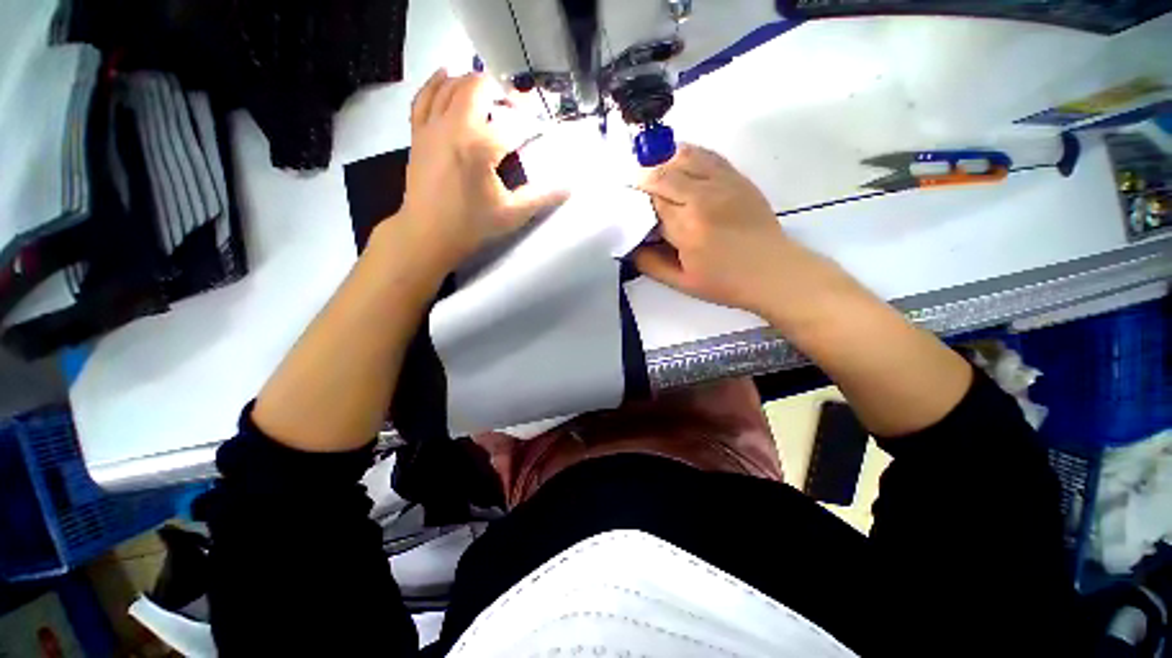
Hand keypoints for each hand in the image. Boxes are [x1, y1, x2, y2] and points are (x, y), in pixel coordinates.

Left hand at [400, 69, 565, 268]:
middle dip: (501, 92)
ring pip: (451, 85)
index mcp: (481, 146)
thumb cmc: (472, 226)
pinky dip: (437, 82)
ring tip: (490, 96)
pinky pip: (424, 95)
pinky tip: (447, 76)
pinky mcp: (418, 133)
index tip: (541, 129)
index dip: (531, 122)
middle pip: (479, 87)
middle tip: (515, 110)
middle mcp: (455, 126)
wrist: (428, 235)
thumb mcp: (512, 214)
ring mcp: (432, 126)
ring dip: (473, 83)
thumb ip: (542, 197)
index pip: (513, 121)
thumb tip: (569, 187)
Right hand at [634, 144, 811, 315]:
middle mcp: (702, 198)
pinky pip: (705, 154)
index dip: (635, 205)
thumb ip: (650, 264)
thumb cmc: (725, 282)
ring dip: (661, 164)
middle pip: (661, 176)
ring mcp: (722, 182)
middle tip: (636, 194)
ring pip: (681, 157)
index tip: (628, 211)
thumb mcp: (681, 283)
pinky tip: (676, 163)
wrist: (773, 271)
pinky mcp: (736, 176)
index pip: (649, 204)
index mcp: (686, 228)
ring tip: (653, 177)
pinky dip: (685, 154)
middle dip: (643, 182)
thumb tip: (629, 246)